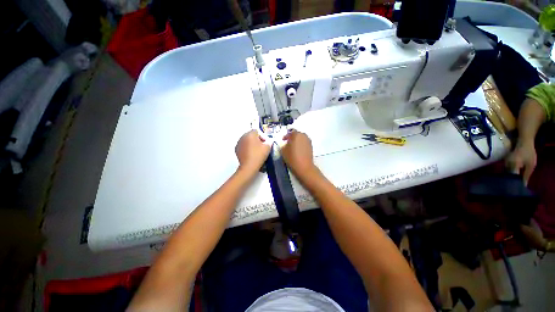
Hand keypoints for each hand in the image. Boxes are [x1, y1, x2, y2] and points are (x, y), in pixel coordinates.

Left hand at [235, 130, 270, 172]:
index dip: (262, 136)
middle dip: (256, 139)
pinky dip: (246, 148)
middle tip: (261, 146)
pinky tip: (251, 154)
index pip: (257, 131)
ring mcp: (239, 143)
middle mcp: (243, 137)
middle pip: (251, 135)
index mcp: (250, 134)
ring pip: (246, 141)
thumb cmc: (259, 155)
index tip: (265, 142)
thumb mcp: (268, 147)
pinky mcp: (236, 150)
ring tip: (256, 151)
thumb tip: (268, 142)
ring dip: (251, 144)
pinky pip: (243, 146)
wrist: (249, 166)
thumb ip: (269, 142)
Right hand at [281, 130, 316, 176]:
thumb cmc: (292, 157)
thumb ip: (284, 145)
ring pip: (302, 139)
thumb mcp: (283, 151)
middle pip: (297, 135)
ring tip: (293, 147)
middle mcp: (304, 136)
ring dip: (297, 141)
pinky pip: (304, 143)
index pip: (290, 132)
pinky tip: (298, 150)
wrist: (304, 167)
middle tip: (288, 143)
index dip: (286, 136)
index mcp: (296, 135)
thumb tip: (286, 144)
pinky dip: (301, 145)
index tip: (283, 140)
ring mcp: (308, 141)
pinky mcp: (311, 147)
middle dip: (292, 138)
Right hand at [506, 141, 536, 184]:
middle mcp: (507, 164)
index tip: (517, 187)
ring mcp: (505, 162)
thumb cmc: (529, 153)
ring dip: (510, 176)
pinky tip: (513, 174)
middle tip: (515, 185)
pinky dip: (509, 172)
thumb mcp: (531, 165)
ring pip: (506, 172)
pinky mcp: (505, 161)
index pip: (512, 177)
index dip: (514, 183)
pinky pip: (506, 168)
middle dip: (511, 180)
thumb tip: (523, 185)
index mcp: (514, 165)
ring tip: (514, 180)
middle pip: (508, 175)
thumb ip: (526, 175)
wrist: (524, 141)